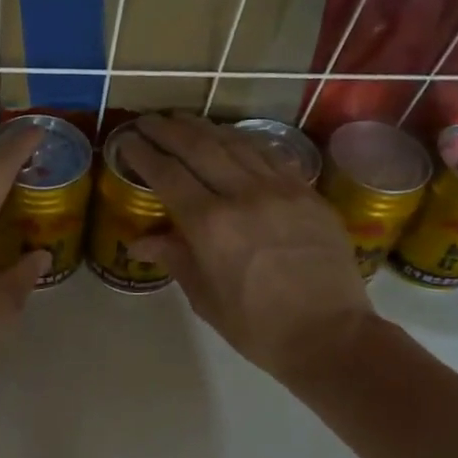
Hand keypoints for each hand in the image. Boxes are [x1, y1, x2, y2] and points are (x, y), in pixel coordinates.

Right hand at [117, 114, 375, 383]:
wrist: (331, 336)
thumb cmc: (258, 327)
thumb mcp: (206, 298)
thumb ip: (175, 258)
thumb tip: (139, 242)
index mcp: (210, 225)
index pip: (168, 175)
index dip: (143, 153)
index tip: (126, 140)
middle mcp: (243, 195)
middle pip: (199, 147)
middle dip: (168, 130)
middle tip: (149, 121)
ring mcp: (280, 189)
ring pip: (235, 143)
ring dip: (204, 128)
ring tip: (183, 121)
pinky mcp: (307, 193)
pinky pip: (269, 155)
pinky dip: (244, 141)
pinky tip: (232, 138)